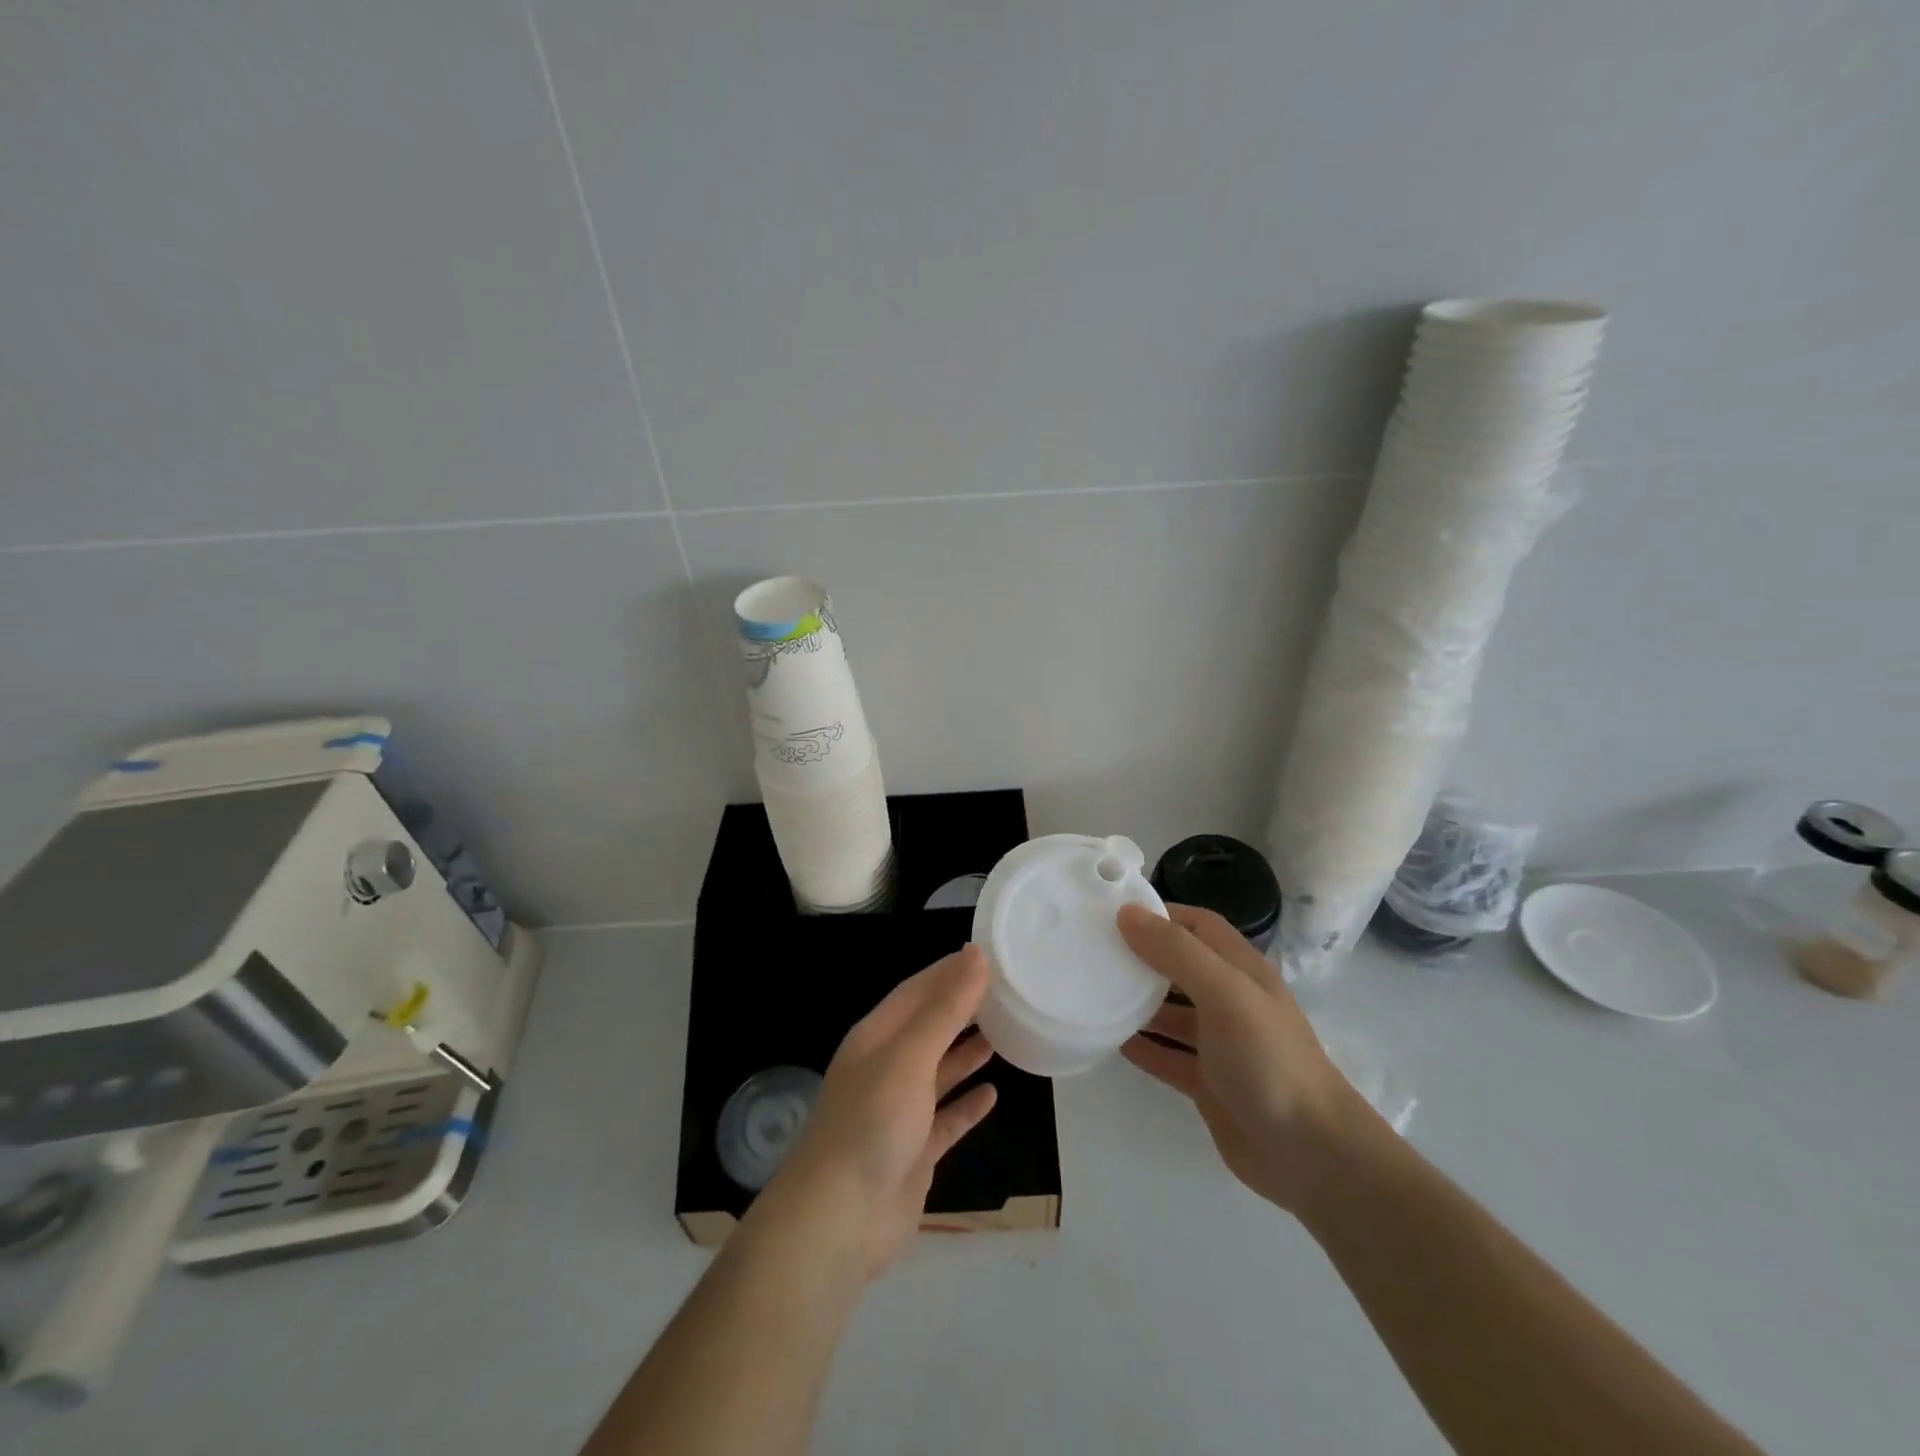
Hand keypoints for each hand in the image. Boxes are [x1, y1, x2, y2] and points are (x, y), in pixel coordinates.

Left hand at [763, 947, 998, 1278]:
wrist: (839, 1219)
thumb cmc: (872, 1121)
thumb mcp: (910, 1055)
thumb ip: (945, 1008)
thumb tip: (976, 955)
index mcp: (877, 1037)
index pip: (917, 990)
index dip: (950, 971)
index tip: (989, 956)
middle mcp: (887, 1067)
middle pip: (930, 1027)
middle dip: (963, 1008)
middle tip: (1007, 992)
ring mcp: (900, 1111)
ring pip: (939, 1071)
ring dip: (967, 1052)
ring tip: (1005, 1031)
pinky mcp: (915, 1151)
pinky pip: (947, 1119)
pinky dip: (968, 1105)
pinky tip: (993, 1094)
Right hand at [1119, 903, 1360, 1212]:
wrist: (1310, 1153)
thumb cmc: (1268, 1058)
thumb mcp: (1224, 992)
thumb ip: (1176, 952)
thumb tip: (1128, 913)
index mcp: (1241, 971)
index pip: (1198, 926)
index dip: (1161, 914)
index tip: (1114, 913)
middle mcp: (1230, 1001)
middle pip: (1180, 967)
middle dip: (1141, 956)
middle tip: (1094, 951)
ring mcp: (1219, 1044)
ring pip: (1170, 1012)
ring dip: (1137, 1002)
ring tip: (1094, 992)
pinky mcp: (1208, 1083)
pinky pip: (1167, 1055)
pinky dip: (1142, 1046)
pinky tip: (1110, 1040)